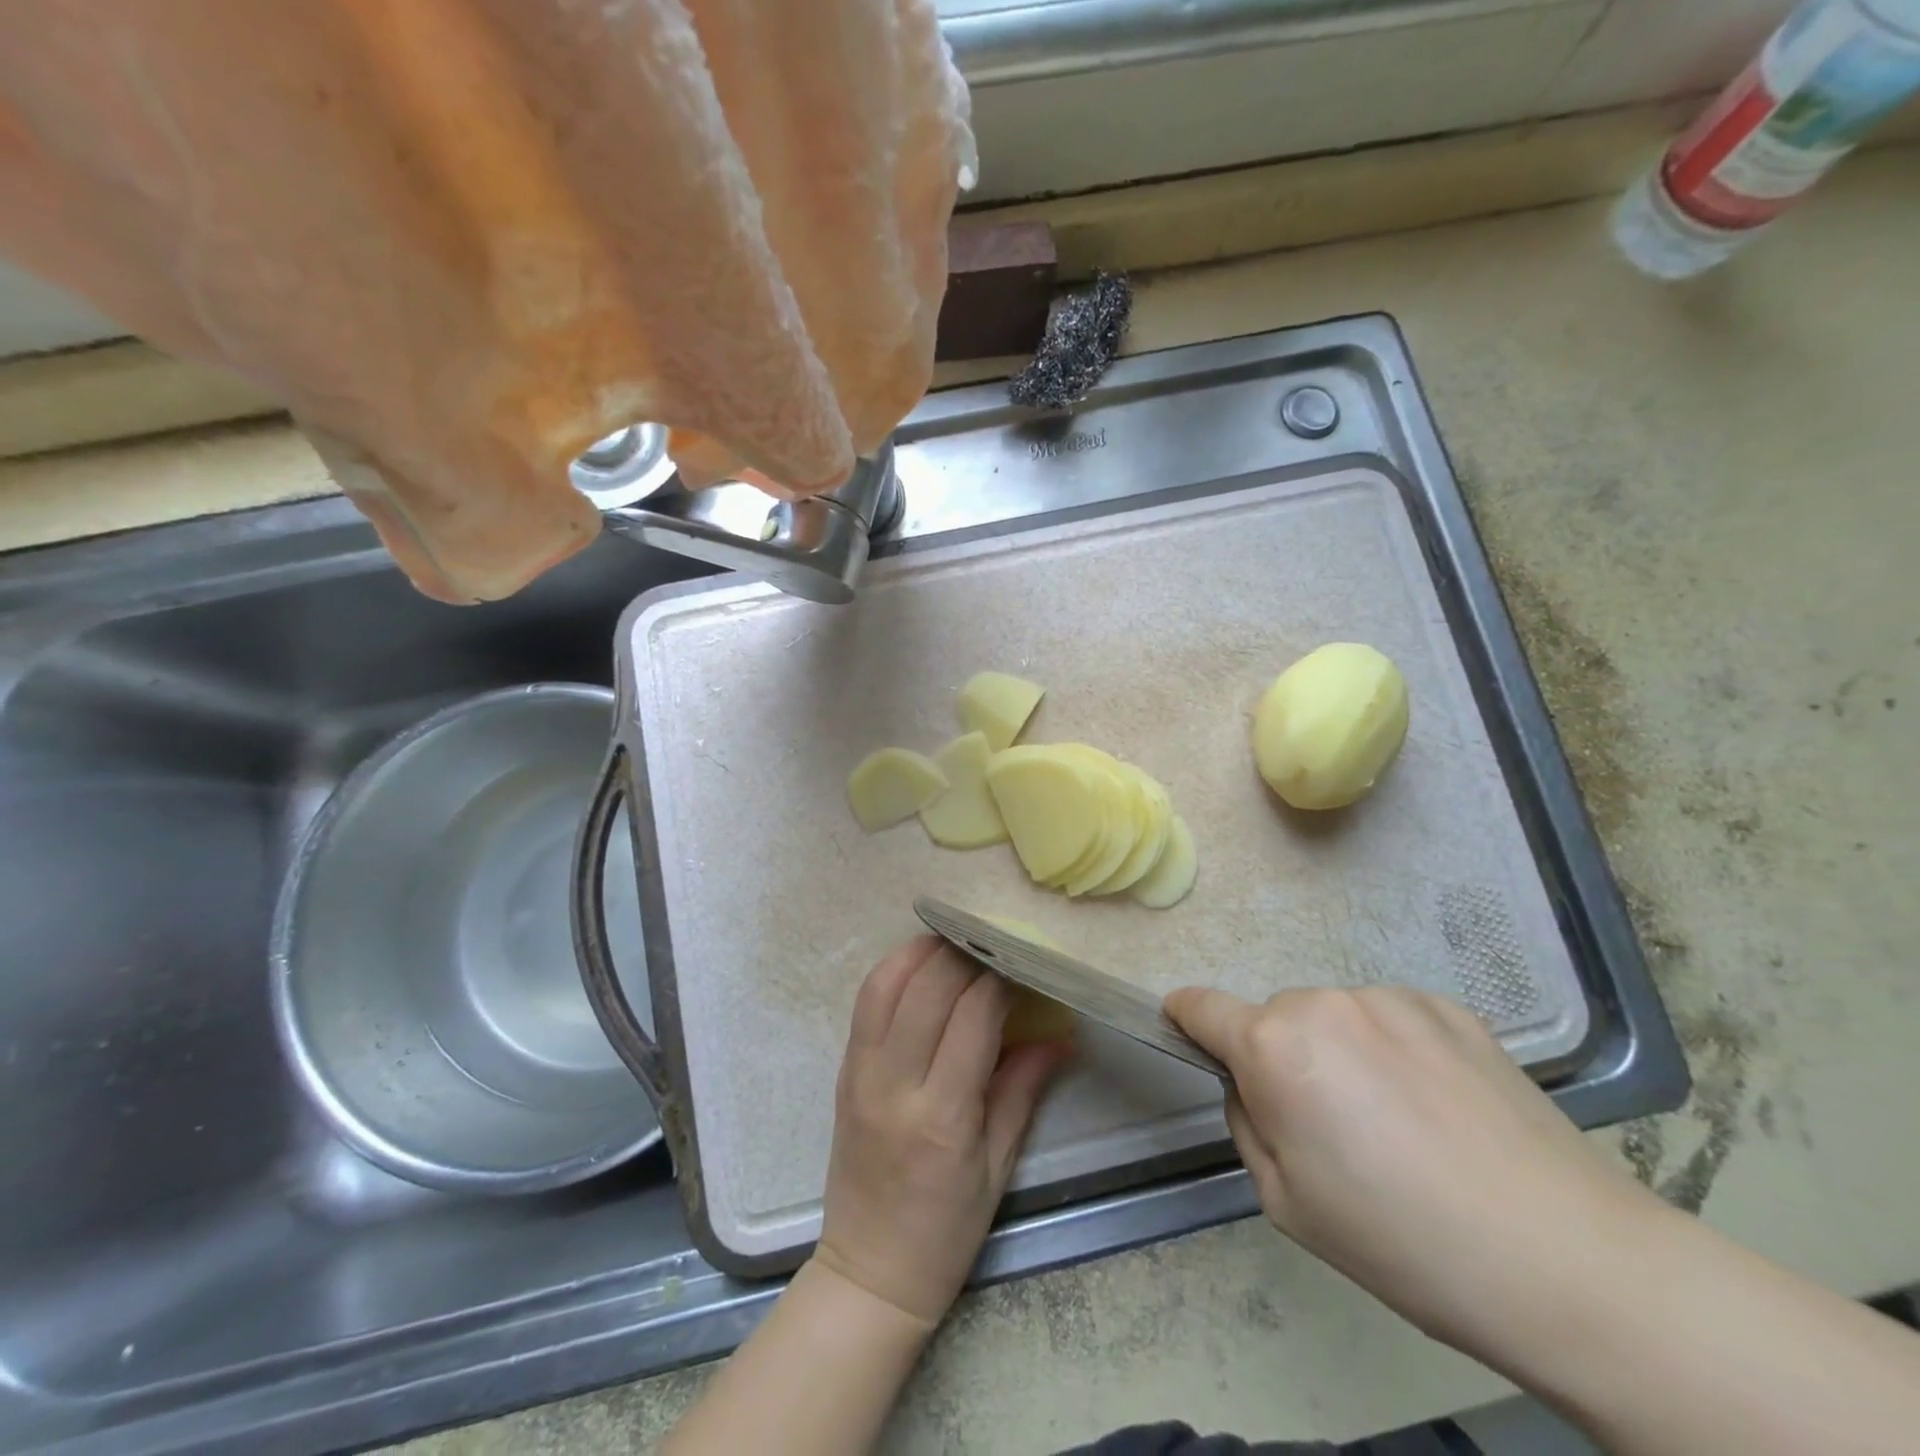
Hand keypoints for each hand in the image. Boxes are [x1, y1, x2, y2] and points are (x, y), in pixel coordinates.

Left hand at [813, 937, 1068, 1327]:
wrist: (868, 1272)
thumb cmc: (944, 1231)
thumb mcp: (997, 1168)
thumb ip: (1024, 1089)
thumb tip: (1060, 1034)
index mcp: (942, 1116)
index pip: (973, 1017)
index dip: (999, 979)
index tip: (1021, 963)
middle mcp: (895, 1085)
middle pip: (927, 989)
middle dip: (964, 953)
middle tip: (993, 943)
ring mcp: (860, 1074)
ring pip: (886, 985)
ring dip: (921, 951)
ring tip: (954, 938)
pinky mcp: (842, 1071)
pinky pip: (865, 1003)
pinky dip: (892, 971)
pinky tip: (919, 964)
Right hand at [1165, 984, 1659, 1349]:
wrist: (1565, 1259)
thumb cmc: (1403, 1241)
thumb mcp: (1286, 1202)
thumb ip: (1248, 1123)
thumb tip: (1255, 1086)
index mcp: (1274, 1046)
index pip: (1201, 1007)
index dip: (1185, 1017)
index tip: (1185, 1029)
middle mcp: (1324, 1003)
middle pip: (1276, 1020)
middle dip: (1284, 1058)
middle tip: (1333, 1128)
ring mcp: (1391, 1000)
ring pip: (1336, 1018)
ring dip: (1342, 1053)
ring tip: (1401, 1123)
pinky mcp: (1449, 1008)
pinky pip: (1392, 1021)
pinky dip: (1395, 1051)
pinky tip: (1442, 1109)